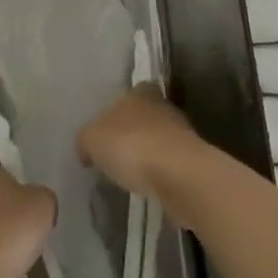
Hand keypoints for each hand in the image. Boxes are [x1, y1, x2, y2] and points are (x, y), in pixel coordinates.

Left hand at [0, 165, 56, 277]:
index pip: (10, 177)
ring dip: (0, 246)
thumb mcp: (44, 205)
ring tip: (20, 265)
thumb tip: (37, 204)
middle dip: (12, 221)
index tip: (36, 214)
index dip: (26, 194)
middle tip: (31, 239)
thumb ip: (44, 198)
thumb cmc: (9, 233)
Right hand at [76, 86, 204, 200]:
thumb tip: (87, 148)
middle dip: (131, 133)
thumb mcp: (92, 139)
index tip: (105, 134)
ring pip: (157, 140)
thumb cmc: (131, 145)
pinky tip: (147, 186)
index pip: (128, 95)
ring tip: (129, 175)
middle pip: (143, 117)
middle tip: (114, 156)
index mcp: (140, 91)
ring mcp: (181, 133)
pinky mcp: (191, 160)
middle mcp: (163, 105)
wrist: (178, 174)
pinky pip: (167, 163)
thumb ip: (86, 140)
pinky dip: (158, 173)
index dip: (115, 113)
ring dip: (146, 154)